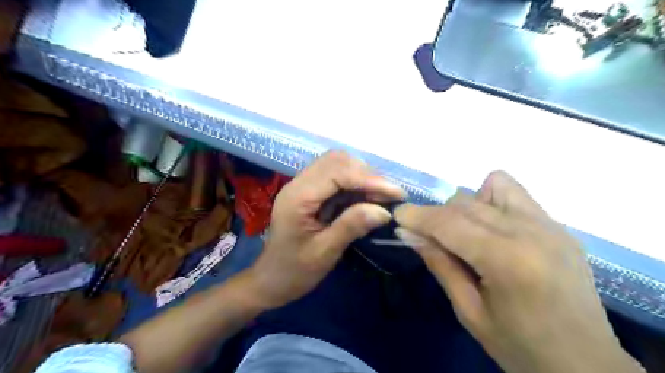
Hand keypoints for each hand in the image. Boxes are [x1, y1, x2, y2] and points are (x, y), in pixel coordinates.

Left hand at [248, 150, 402, 308]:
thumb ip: (351, 227)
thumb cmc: (294, 271)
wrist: (271, 280)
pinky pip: (335, 177)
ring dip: (362, 176)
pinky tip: (368, 197)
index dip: (369, 179)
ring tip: (382, 196)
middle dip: (367, 174)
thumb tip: (384, 211)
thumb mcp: (324, 253)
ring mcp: (303, 186)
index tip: (396, 194)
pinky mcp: (310, 192)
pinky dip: (355, 183)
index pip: (336, 173)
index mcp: (297, 197)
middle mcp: (298, 184)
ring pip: (337, 165)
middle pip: (336, 161)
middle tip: (389, 195)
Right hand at [391, 172, 641, 371]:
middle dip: (436, 215)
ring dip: (466, 206)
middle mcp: (530, 231)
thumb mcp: (469, 312)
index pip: (449, 223)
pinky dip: (492, 201)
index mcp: (507, 260)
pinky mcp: (558, 226)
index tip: (397, 215)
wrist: (586, 365)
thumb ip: (439, 265)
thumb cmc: (520, 346)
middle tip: (426, 237)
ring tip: (465, 233)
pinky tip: (492, 229)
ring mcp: (549, 225)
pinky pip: (514, 194)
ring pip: (490, 187)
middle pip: (465, 202)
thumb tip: (409, 233)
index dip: (417, 215)